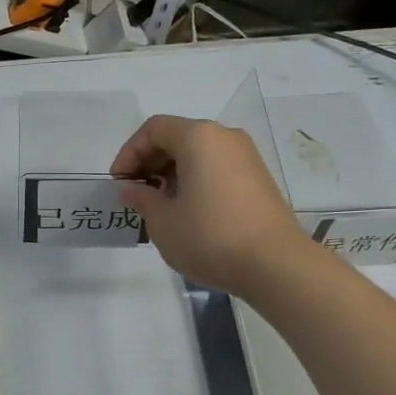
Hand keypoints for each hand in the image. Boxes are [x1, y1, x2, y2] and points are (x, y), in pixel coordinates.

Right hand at [112, 116, 305, 296]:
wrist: (275, 265)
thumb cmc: (210, 237)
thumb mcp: (163, 222)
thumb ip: (142, 199)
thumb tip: (132, 189)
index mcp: (198, 137)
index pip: (153, 129)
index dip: (129, 153)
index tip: (120, 183)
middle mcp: (224, 137)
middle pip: (177, 137)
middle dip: (150, 162)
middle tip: (136, 194)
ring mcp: (246, 156)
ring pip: (198, 153)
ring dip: (172, 173)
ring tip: (160, 206)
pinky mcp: (258, 178)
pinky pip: (217, 167)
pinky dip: (195, 180)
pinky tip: (188, 211)